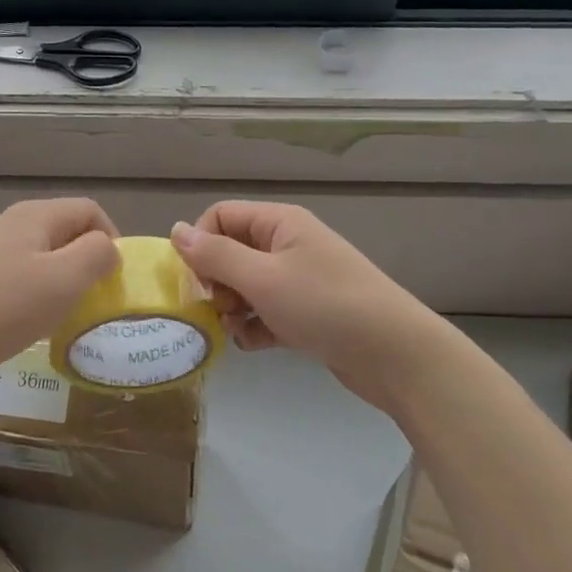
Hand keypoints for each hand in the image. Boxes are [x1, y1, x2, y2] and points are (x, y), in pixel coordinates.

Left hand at [0, 198, 120, 387]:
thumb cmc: (6, 307)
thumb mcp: (65, 280)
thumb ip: (96, 255)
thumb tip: (107, 248)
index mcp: (36, 215)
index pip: (89, 210)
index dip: (111, 238)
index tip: (114, 278)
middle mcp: (11, 221)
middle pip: (65, 229)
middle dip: (85, 259)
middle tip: (91, 297)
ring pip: (42, 252)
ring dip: (60, 277)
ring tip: (62, 311)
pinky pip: (19, 272)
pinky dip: (34, 290)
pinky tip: (27, 318)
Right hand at [170, 202, 446, 415]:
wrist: (395, 354)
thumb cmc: (325, 304)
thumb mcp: (263, 277)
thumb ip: (215, 256)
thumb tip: (175, 231)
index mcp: (279, 223)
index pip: (220, 217)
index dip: (201, 245)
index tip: (196, 282)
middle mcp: (288, 245)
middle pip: (231, 252)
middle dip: (216, 282)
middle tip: (219, 308)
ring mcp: (299, 280)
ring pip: (246, 286)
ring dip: (233, 308)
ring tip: (238, 330)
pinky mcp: (307, 313)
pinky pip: (266, 312)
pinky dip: (255, 327)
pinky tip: (256, 344)